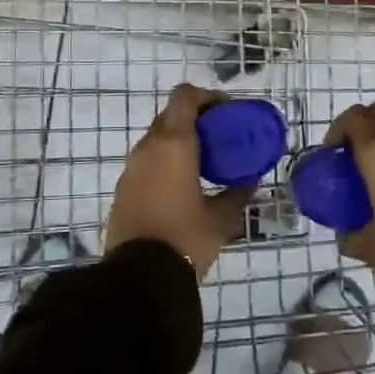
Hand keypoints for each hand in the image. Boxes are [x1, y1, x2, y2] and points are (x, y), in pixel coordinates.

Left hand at [106, 84, 253, 279]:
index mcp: (173, 143)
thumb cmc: (186, 238)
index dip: (207, 97)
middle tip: (220, 138)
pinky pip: (147, 162)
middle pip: (170, 115)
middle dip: (195, 120)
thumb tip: (251, 182)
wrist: (139, 277)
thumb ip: (239, 194)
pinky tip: (182, 186)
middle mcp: (148, 147)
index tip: (226, 112)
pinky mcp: (122, 189)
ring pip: (156, 139)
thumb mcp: (222, 218)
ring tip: (204, 164)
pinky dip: (165, 162)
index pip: (185, 96)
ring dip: (179, 142)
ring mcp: (131, 168)